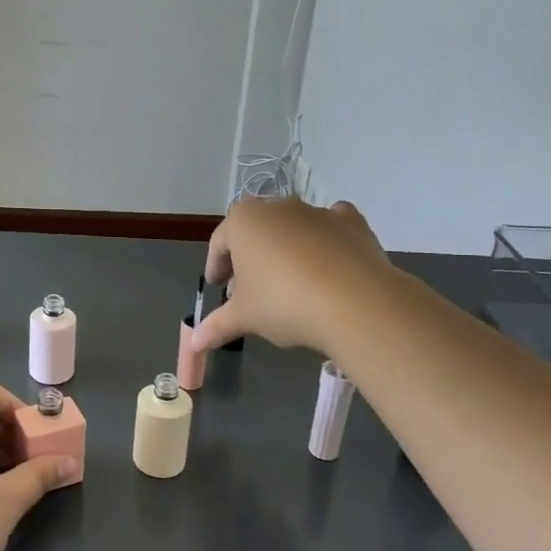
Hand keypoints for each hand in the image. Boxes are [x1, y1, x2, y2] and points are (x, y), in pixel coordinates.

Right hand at [191, 197, 389, 353]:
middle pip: (255, 231)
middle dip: (250, 256)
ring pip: (292, 227)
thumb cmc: (284, 303)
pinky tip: (328, 262)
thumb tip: (195, 342)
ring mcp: (316, 212)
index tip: (218, 287)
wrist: (355, 302)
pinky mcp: (351, 222)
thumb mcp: (245, 318)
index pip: (220, 243)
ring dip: (286, 248)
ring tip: (290, 281)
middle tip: (250, 287)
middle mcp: (277, 208)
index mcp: (242, 222)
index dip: (216, 266)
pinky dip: (326, 239)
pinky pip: (331, 227)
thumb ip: (217, 325)